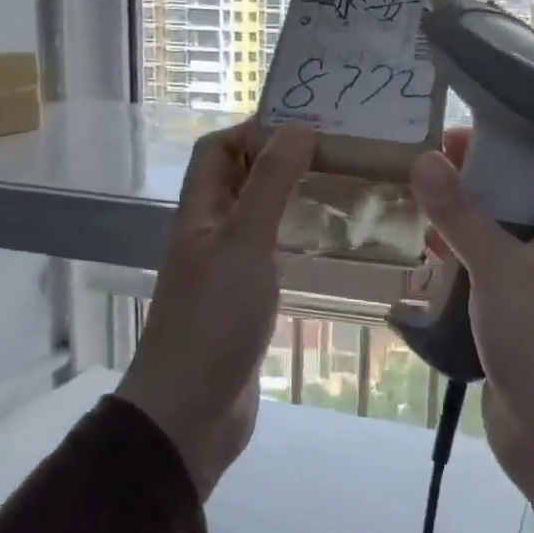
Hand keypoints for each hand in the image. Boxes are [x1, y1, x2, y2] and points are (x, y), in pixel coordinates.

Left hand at [119, 120, 315, 499]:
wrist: (191, 411)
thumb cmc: (214, 319)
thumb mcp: (243, 243)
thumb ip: (269, 185)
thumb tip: (298, 127)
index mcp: (199, 213)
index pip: (217, 150)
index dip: (253, 128)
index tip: (307, 121)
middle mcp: (210, 234)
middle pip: (240, 181)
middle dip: (281, 160)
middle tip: (337, 152)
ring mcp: (227, 270)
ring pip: (259, 218)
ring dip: (292, 199)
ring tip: (342, 188)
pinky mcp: (246, 301)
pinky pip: (272, 255)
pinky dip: (297, 240)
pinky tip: (330, 243)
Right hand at [410, 130, 533, 512]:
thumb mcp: (499, 270)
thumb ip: (462, 214)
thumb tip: (425, 159)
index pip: (531, 167)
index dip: (492, 146)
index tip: (443, 138)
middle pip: (506, 201)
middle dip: (465, 187)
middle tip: (416, 176)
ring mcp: (530, 286)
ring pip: (488, 240)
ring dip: (455, 229)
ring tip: (413, 216)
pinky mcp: (509, 317)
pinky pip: (479, 278)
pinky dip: (454, 267)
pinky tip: (423, 265)